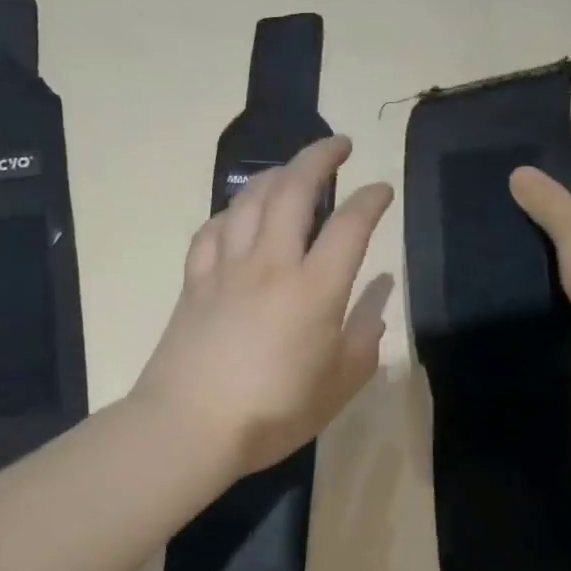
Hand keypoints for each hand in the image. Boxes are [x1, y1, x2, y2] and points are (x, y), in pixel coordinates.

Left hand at [135, 137, 393, 478]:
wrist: (189, 425)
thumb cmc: (273, 412)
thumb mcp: (338, 386)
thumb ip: (364, 340)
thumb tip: (375, 302)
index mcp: (314, 289)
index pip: (350, 225)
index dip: (371, 199)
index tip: (381, 189)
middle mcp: (271, 264)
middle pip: (294, 190)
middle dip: (319, 157)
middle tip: (338, 145)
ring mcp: (226, 268)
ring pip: (250, 200)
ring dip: (275, 175)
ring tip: (291, 171)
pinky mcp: (194, 281)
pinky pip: (212, 230)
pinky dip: (230, 212)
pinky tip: (238, 215)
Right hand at [509, 99, 570, 387]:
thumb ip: (546, 198)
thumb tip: (519, 172)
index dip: (564, 114)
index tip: (521, 105)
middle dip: (544, 157)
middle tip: (492, 150)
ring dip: (542, 200)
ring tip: (491, 187)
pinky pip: (569, 241)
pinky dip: (545, 235)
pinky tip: (509, 232)